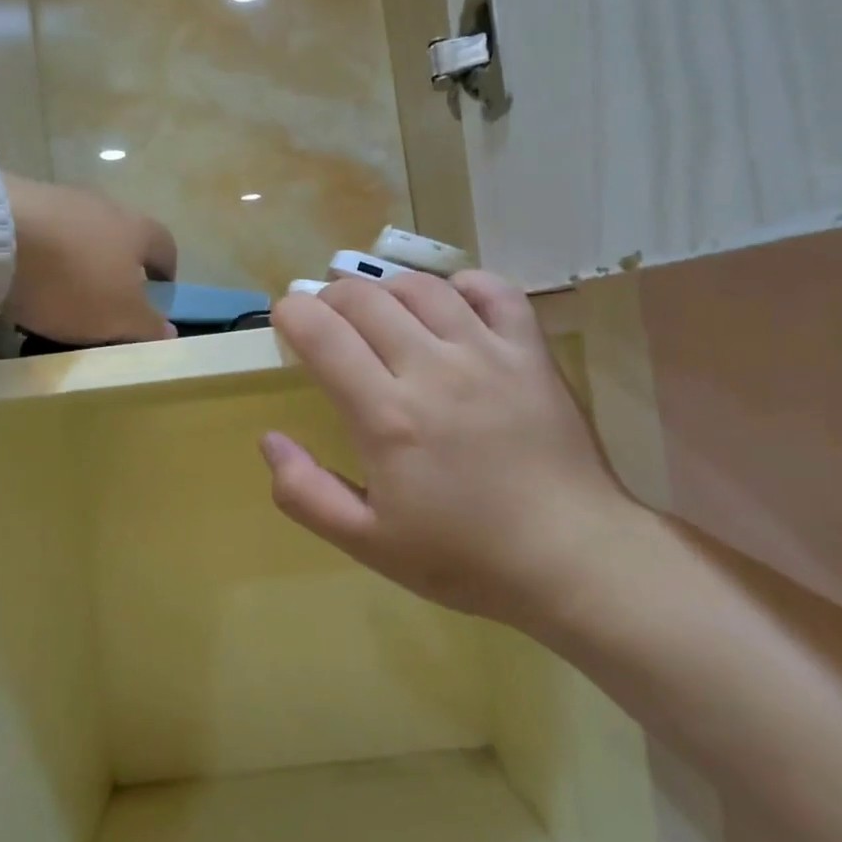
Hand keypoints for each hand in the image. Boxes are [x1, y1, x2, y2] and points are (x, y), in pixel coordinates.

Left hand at [4, 175, 177, 344]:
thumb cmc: (73, 280)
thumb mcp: (119, 316)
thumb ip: (147, 325)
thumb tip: (169, 331)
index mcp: (137, 229)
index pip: (165, 246)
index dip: (166, 271)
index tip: (159, 294)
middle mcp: (103, 205)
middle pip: (120, 236)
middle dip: (116, 266)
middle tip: (107, 299)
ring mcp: (59, 198)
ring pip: (78, 233)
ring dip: (76, 259)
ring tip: (60, 292)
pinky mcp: (17, 200)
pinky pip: (40, 232)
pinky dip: (40, 254)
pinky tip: (25, 277)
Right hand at [263, 271, 647, 633]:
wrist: (571, 557)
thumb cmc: (464, 556)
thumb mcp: (368, 543)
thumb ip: (306, 493)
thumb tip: (269, 440)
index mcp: (386, 416)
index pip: (322, 333)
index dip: (292, 314)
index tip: (286, 321)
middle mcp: (433, 369)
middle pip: (365, 299)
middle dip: (330, 298)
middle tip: (325, 320)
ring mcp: (487, 353)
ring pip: (422, 288)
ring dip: (385, 288)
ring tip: (377, 311)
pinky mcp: (530, 352)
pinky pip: (494, 290)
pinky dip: (462, 284)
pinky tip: (449, 304)